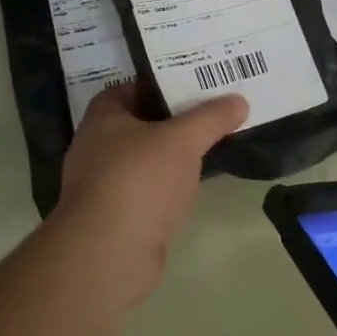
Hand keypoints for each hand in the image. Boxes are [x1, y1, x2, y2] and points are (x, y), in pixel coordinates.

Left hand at [48, 82, 247, 306]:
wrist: (109, 254)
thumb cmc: (139, 180)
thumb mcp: (182, 140)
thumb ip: (211, 117)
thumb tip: (239, 100)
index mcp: (103, 117)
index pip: (132, 87)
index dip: (162, 81)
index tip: (195, 81)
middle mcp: (97, 146)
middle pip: (142, 122)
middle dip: (175, 117)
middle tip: (213, 109)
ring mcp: (105, 183)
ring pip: (146, 157)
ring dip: (173, 153)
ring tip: (212, 141)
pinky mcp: (118, 215)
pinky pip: (148, 188)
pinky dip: (169, 183)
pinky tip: (196, 183)